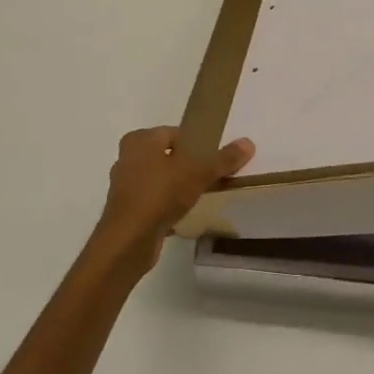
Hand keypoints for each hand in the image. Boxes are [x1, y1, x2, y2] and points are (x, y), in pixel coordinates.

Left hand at [98, 127, 254, 243]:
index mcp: (140, 140)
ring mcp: (125, 186)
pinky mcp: (127, 210)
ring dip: (176, 186)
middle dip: (187, 165)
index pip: (174, 133)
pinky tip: (186, 215)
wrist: (129, 239)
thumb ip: (223, 158)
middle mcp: (128, 158)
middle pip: (166, 156)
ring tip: (201, 195)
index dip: (195, 144)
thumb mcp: (198, 172)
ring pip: (159, 180)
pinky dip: (167, 206)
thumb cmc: (160, 194)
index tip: (213, 157)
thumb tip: (248, 142)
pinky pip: (154, 202)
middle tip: (210, 175)